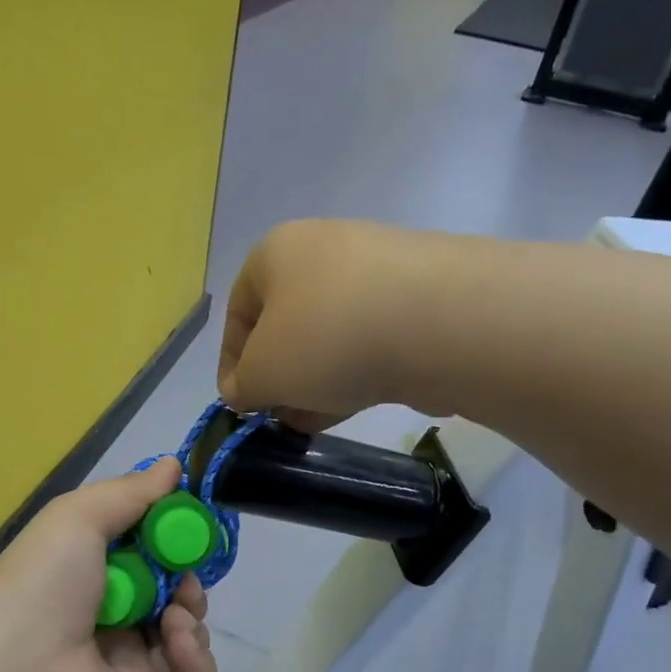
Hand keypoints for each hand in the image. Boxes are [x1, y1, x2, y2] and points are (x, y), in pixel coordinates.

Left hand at [0, 458, 218, 671]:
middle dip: (187, 580)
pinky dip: (198, 659)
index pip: (144, 562)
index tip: (190, 527)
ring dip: (192, 615)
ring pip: (186, 640)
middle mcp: (110, 628)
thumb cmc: (43, 584)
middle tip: (186, 574)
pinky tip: (177, 639)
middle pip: (170, 599)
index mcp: (88, 585)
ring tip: (176, 610)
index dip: (170, 543)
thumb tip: (174, 465)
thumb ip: (130, 492)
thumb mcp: (78, 517)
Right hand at [218, 219, 438, 431]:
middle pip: (287, 323)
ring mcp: (377, 271)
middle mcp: (325, 250)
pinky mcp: (419, 297)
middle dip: (279, 376)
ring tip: (312, 421)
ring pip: (330, 334)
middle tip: (279, 416)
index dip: (231, 364)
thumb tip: (245, 391)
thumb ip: (242, 387)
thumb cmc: (326, 339)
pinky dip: (356, 371)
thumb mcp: (262, 374)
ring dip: (315, 379)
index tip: (240, 405)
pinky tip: (351, 404)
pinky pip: (371, 339)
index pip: (238, 312)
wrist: (439, 322)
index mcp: (276, 252)